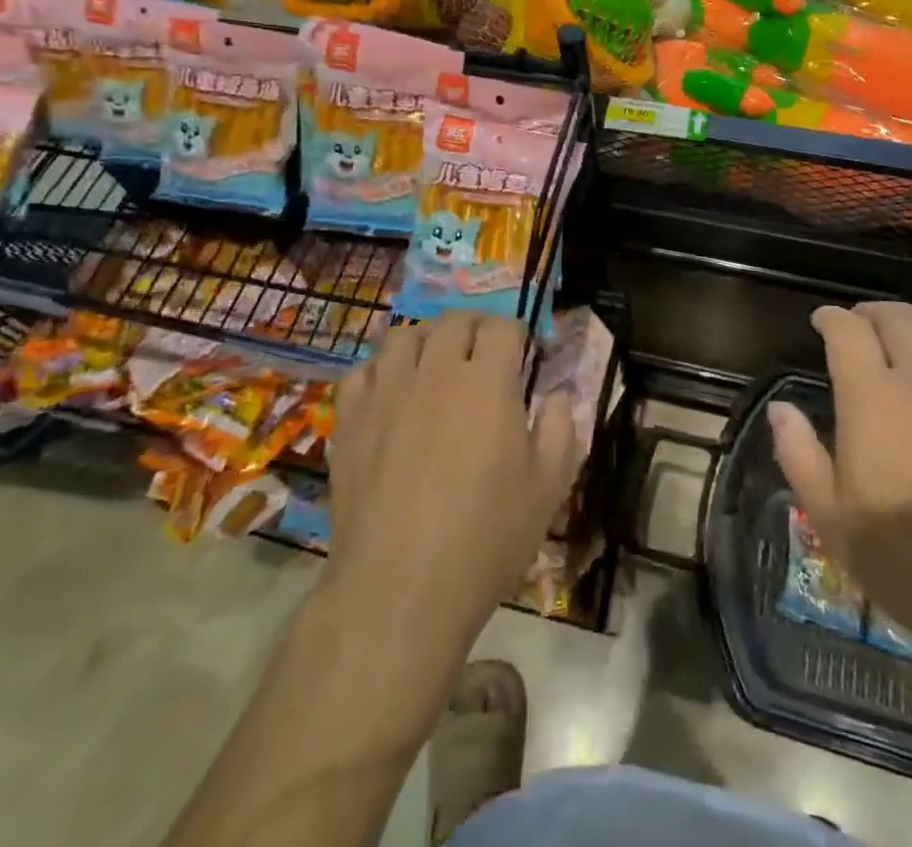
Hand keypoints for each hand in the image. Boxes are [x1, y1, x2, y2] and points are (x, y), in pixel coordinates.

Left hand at [330, 310, 577, 649]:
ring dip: (426, 340)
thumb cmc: (486, 537)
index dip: (517, 334)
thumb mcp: (548, 487)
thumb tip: (557, 393)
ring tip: (436, 364)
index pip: (502, 327)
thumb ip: (560, 428)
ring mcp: (387, 392)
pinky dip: (380, 371)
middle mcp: (435, 371)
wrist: (401, 588)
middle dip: (475, 328)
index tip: (524, 354)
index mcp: (487, 381)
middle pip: (453, 321)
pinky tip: (390, 392)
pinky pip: (362, 371)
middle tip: (484, 354)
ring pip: (404, 336)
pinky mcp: (351, 419)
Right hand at [770, 303, 911, 638]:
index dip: (831, 318)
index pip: (847, 329)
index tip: (822, 322)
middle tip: (862, 329)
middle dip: (872, 314)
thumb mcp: (831, 519)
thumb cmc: (910, 561)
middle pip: (897, 316)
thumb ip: (799, 454)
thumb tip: (780, 409)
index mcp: (872, 397)